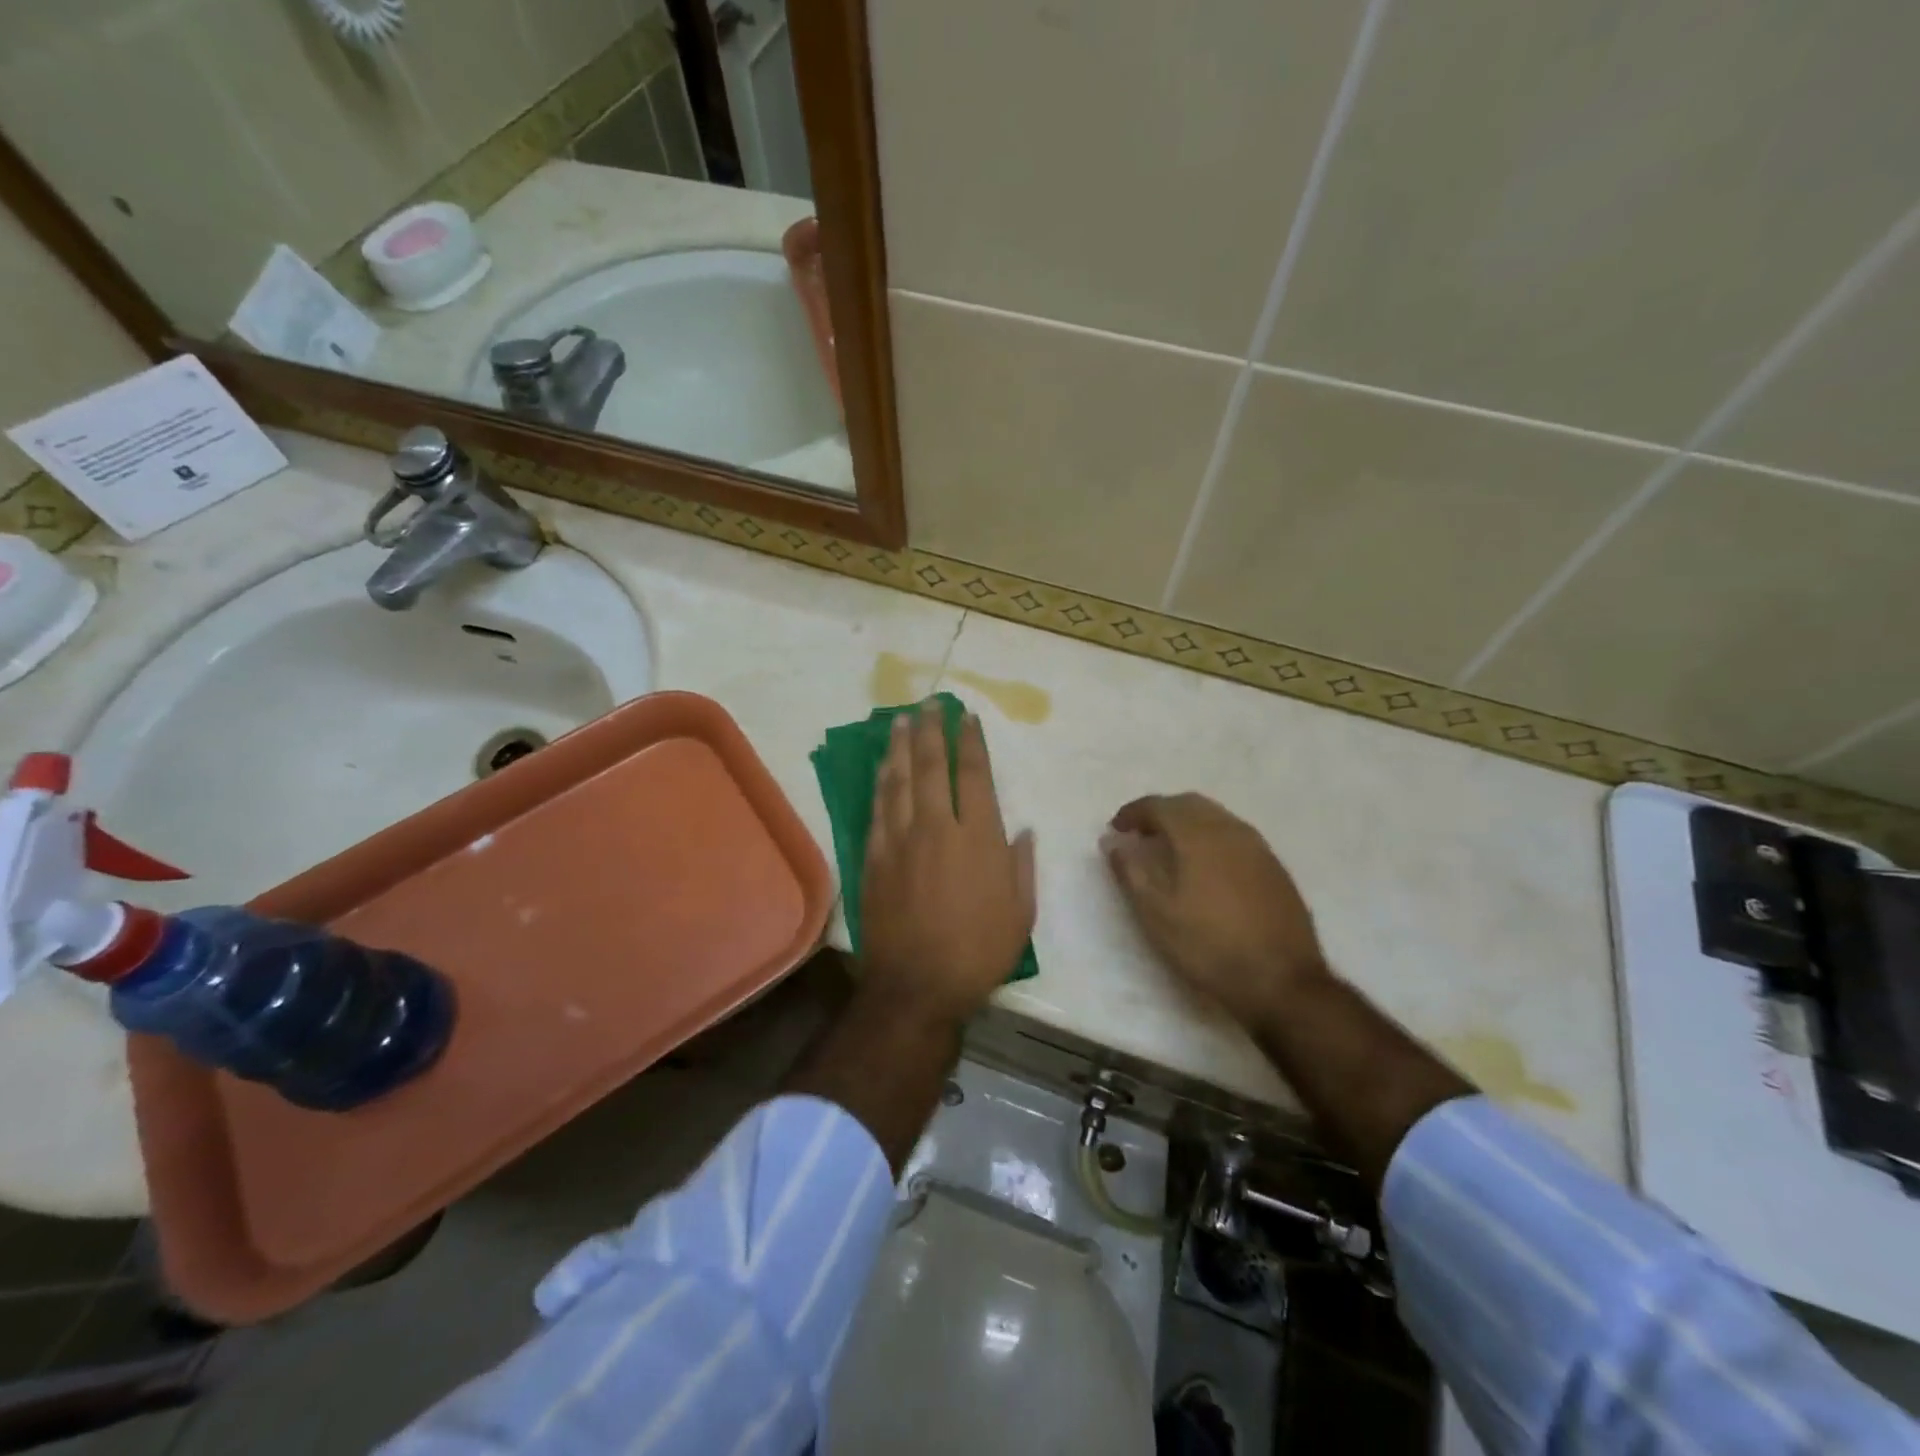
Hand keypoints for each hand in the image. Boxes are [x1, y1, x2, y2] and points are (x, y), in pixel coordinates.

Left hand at [859, 704, 1035, 1023]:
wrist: (917, 985)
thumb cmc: (978, 952)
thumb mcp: (1021, 914)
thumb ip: (1021, 865)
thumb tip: (1021, 830)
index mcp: (979, 838)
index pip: (973, 775)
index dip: (970, 742)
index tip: (967, 718)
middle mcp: (937, 828)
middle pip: (932, 767)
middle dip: (932, 731)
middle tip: (929, 704)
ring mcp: (901, 840)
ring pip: (900, 781)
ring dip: (901, 747)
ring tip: (901, 721)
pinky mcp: (875, 857)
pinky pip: (878, 809)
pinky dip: (881, 783)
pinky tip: (882, 767)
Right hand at [1102, 793, 1327, 1026]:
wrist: (1282, 982)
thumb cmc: (1208, 946)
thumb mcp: (1156, 914)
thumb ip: (1131, 871)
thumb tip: (1112, 842)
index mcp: (1198, 835)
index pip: (1159, 806)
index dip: (1133, 813)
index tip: (1116, 830)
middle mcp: (1230, 830)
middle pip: (1189, 804)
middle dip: (1161, 813)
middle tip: (1140, 836)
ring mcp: (1258, 847)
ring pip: (1215, 817)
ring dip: (1187, 824)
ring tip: (1169, 850)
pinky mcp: (1274, 867)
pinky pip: (1235, 836)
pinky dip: (1210, 838)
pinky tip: (1205, 868)